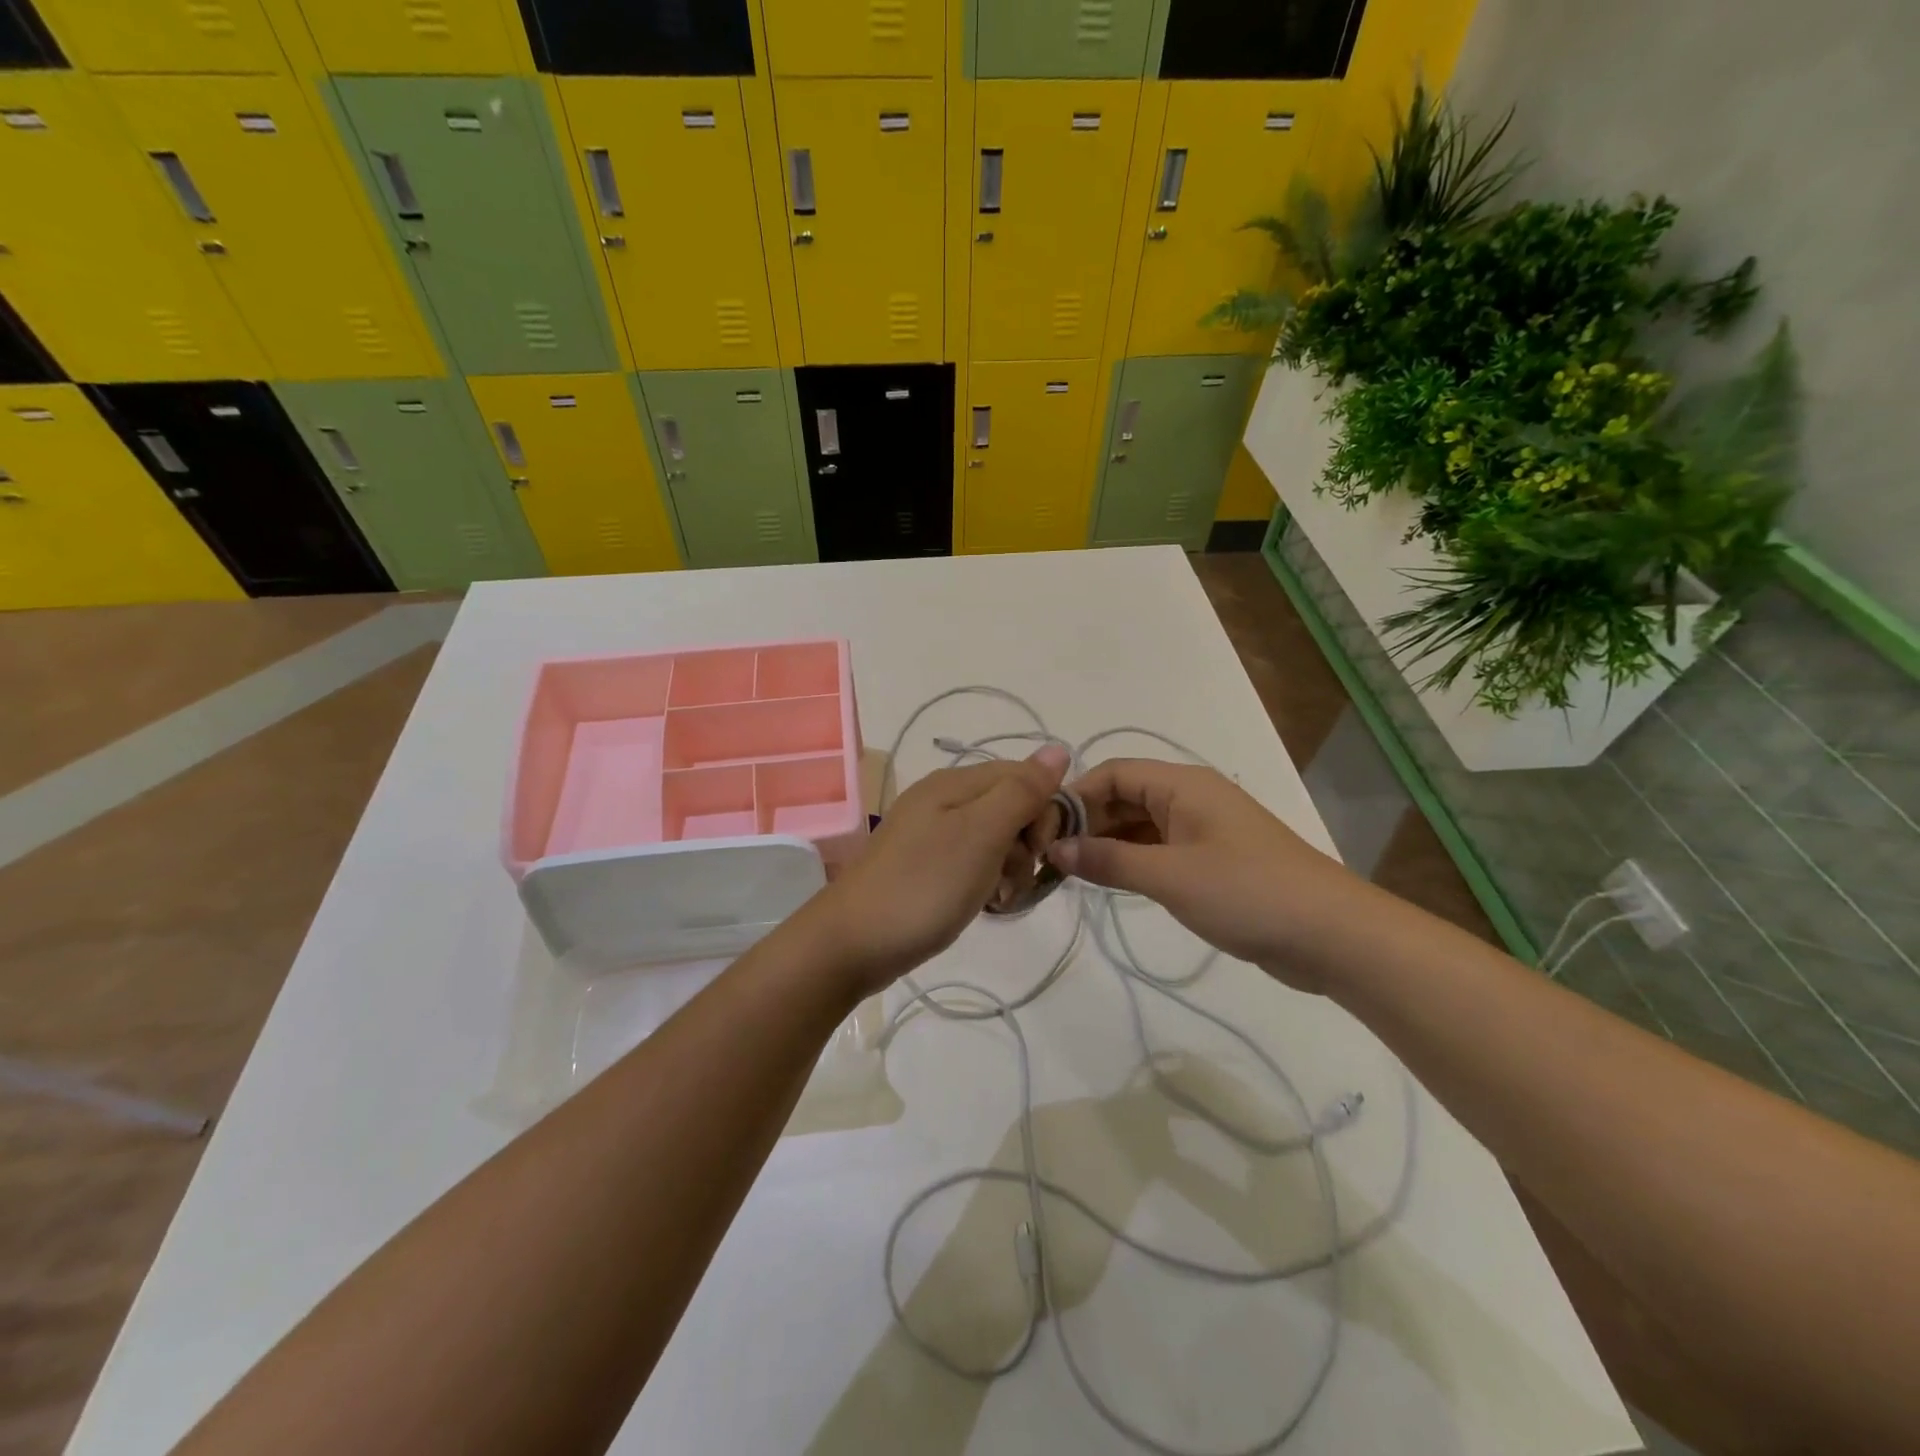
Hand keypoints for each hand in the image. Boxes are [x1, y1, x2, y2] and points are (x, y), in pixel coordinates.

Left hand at [810, 746, 1069, 994]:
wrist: (853, 943)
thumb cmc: (923, 886)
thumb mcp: (980, 834)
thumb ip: (1021, 791)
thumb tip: (1058, 748)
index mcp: (955, 783)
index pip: (1024, 776)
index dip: (1044, 811)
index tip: (1040, 852)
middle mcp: (943, 799)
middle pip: (1011, 807)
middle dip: (1026, 844)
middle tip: (1012, 879)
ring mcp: (931, 833)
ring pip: (995, 839)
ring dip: (1009, 868)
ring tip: (997, 899)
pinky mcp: (926, 865)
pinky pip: (973, 862)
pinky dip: (986, 881)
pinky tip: (983, 904)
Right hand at [1044, 760, 1359, 992]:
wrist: (1331, 934)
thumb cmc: (1246, 892)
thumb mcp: (1169, 876)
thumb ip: (1108, 860)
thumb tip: (1055, 848)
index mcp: (1182, 784)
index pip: (1113, 772)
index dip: (1075, 796)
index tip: (1042, 830)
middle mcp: (1191, 797)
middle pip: (1125, 796)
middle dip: (1087, 822)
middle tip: (1050, 858)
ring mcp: (1204, 829)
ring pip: (1140, 824)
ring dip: (1107, 843)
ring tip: (1070, 873)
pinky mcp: (1213, 860)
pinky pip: (1159, 849)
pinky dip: (1132, 860)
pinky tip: (1110, 882)